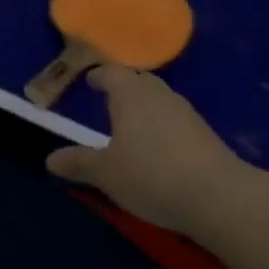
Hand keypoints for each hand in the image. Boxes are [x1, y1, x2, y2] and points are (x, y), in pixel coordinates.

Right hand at [45, 67, 247, 236]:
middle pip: (139, 81)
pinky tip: (159, 150)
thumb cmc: (151, 175)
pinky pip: (176, 120)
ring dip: (145, 108)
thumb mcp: (106, 173)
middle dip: (124, 88)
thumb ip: (79, 163)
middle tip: (109, 101)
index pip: (112, 72)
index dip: (100, 76)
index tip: (91, 81)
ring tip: (132, 127)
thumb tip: (50, 159)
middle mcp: (159, 94)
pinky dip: (163, 127)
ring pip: (160, 100)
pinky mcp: (205, 134)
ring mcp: (186, 112)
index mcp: (130, 94)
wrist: (218, 196)